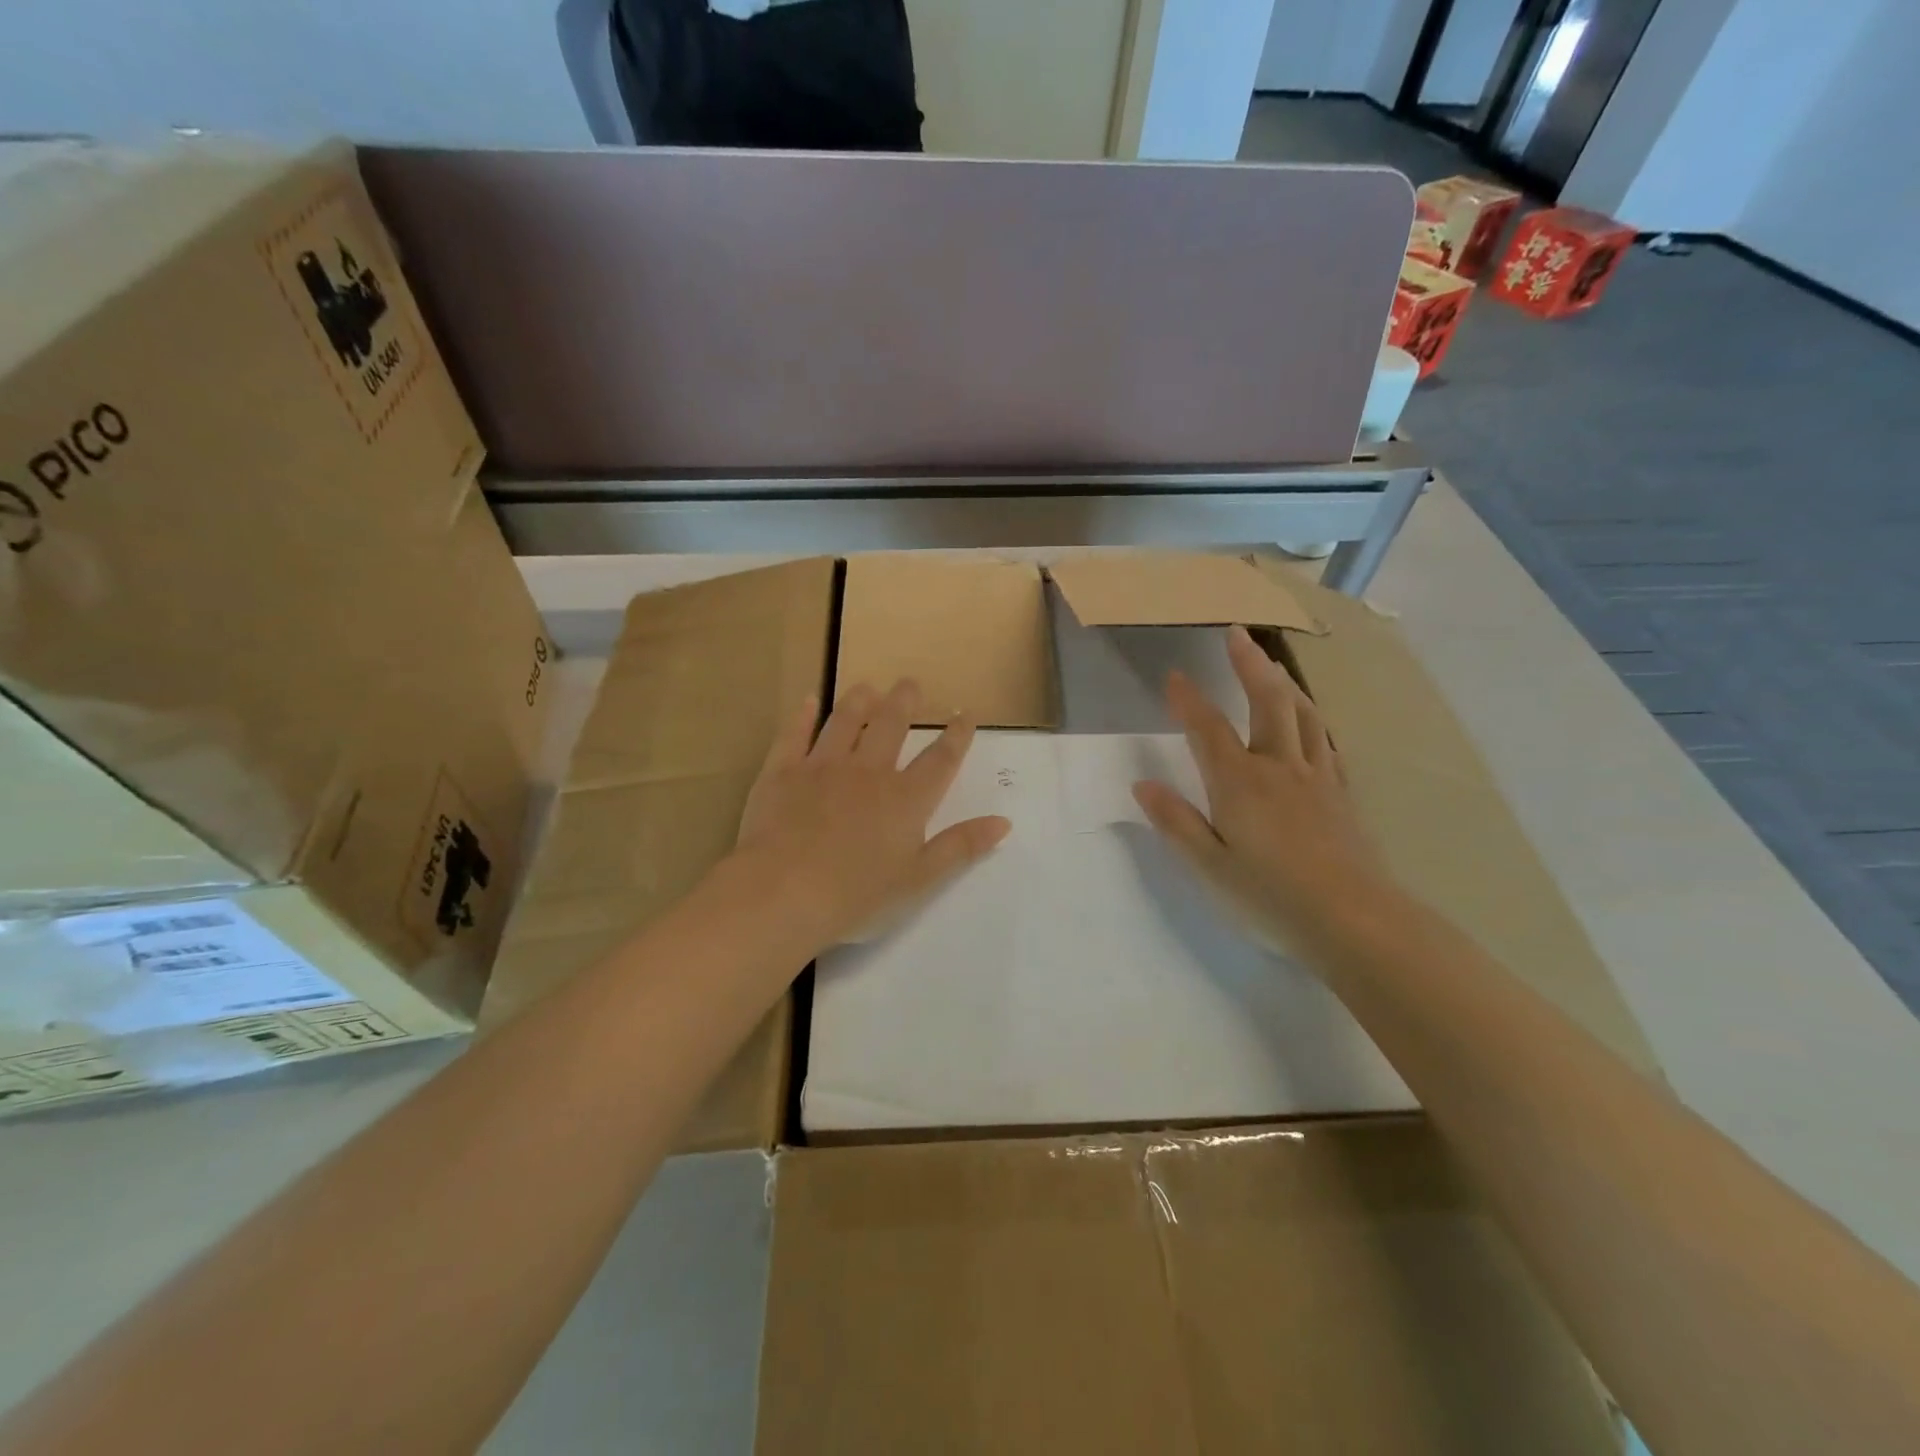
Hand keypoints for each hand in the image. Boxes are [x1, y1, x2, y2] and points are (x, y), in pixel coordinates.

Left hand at [733, 680, 1010, 951]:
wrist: (784, 893)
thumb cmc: (857, 895)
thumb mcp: (919, 879)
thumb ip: (961, 847)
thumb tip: (1004, 821)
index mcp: (905, 799)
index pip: (940, 760)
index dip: (956, 736)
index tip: (965, 714)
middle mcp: (868, 772)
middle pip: (890, 726)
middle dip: (904, 702)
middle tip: (909, 683)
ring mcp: (823, 767)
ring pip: (844, 722)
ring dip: (858, 701)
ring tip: (867, 686)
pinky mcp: (783, 772)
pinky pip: (794, 735)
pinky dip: (802, 716)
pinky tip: (808, 701)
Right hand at [1132, 626, 1392, 949]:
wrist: (1354, 919)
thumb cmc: (1271, 895)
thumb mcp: (1209, 865)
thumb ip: (1175, 821)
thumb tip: (1143, 783)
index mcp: (1239, 782)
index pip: (1207, 728)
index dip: (1188, 699)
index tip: (1174, 675)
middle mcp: (1278, 768)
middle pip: (1267, 702)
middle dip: (1249, 665)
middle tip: (1238, 633)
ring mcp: (1317, 778)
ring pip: (1303, 715)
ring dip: (1284, 684)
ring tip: (1273, 666)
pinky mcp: (1342, 795)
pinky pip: (1327, 743)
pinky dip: (1313, 721)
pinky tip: (1312, 723)